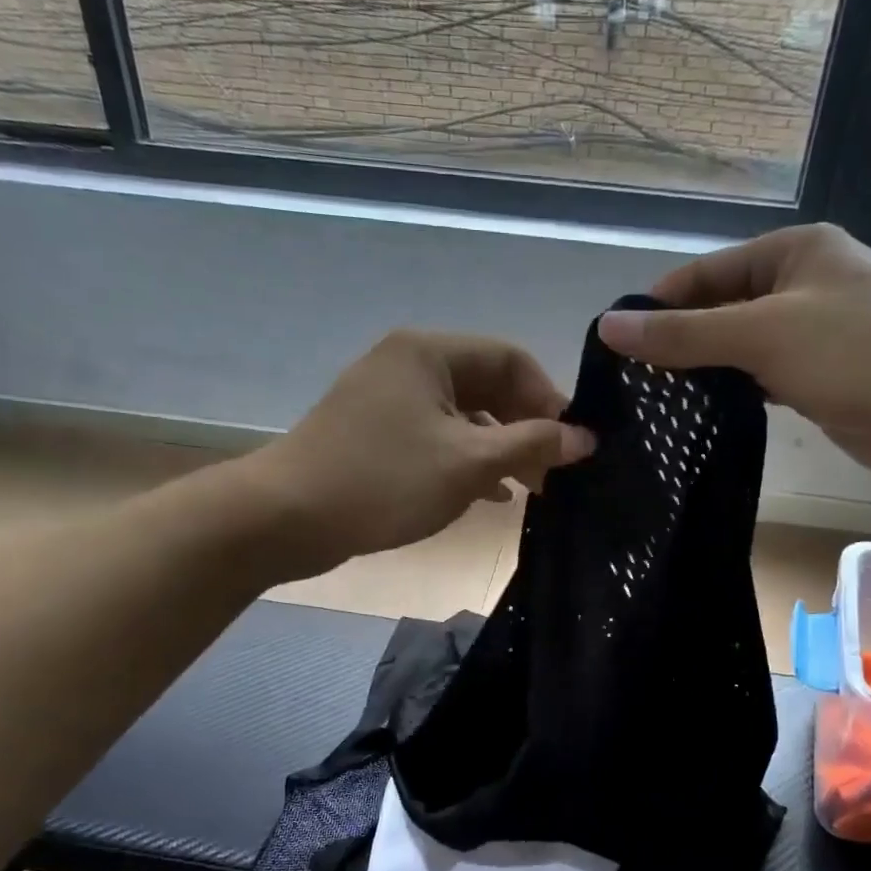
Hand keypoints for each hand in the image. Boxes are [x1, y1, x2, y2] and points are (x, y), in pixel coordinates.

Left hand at [255, 329, 593, 571]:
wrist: (285, 517)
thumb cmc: (384, 481)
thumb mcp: (469, 464)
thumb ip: (532, 445)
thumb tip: (585, 438)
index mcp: (430, 352)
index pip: (511, 359)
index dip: (549, 399)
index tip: (572, 444)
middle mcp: (408, 364)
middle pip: (487, 385)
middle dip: (525, 428)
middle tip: (554, 472)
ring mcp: (388, 398)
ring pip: (463, 415)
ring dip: (499, 449)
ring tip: (528, 489)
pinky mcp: (375, 432)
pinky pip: (436, 436)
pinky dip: (466, 460)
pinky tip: (488, 494)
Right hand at [597, 224, 870, 489]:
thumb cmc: (863, 353)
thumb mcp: (765, 334)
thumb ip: (686, 333)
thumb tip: (609, 326)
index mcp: (792, 252)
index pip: (704, 273)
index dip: (658, 306)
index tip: (614, 347)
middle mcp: (802, 286)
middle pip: (720, 311)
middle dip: (678, 343)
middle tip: (629, 385)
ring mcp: (814, 336)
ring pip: (740, 350)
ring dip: (704, 372)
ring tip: (652, 404)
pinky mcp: (821, 380)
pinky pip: (762, 380)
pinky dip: (733, 395)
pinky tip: (700, 417)